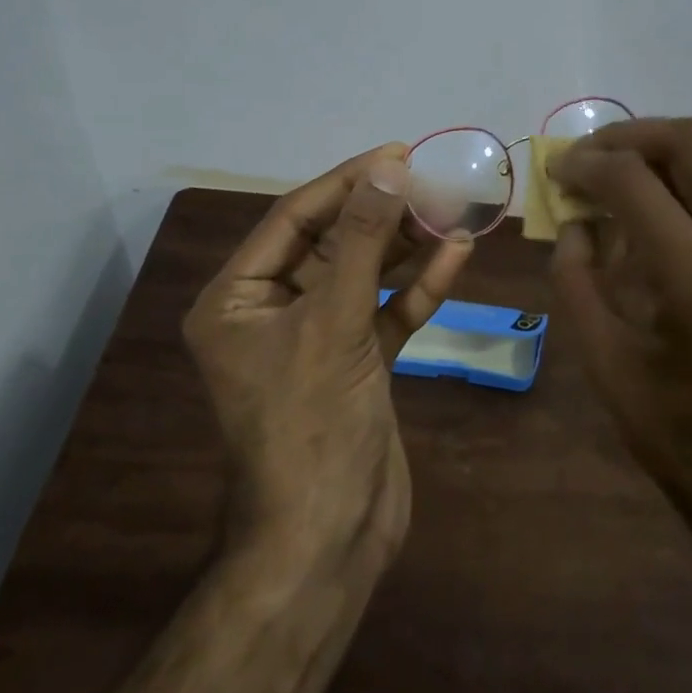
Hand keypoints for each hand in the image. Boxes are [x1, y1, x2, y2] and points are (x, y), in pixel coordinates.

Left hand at [183, 144, 473, 569]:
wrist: (330, 540)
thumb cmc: (312, 425)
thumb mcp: (333, 322)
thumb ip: (362, 242)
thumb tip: (388, 169)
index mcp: (236, 299)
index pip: (294, 219)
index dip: (347, 182)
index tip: (398, 153)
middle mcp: (270, 311)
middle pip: (332, 243)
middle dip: (381, 212)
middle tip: (432, 178)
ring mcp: (316, 338)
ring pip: (364, 275)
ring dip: (406, 245)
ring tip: (450, 207)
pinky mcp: (355, 363)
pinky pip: (386, 313)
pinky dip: (418, 288)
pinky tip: (455, 256)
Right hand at [547, 119, 691, 518]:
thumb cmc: (681, 439)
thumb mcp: (605, 362)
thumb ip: (577, 280)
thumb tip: (576, 225)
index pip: (633, 181)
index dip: (586, 163)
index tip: (558, 168)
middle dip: (633, 135)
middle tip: (593, 156)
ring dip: (669, 154)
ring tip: (627, 177)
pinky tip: (668, 217)